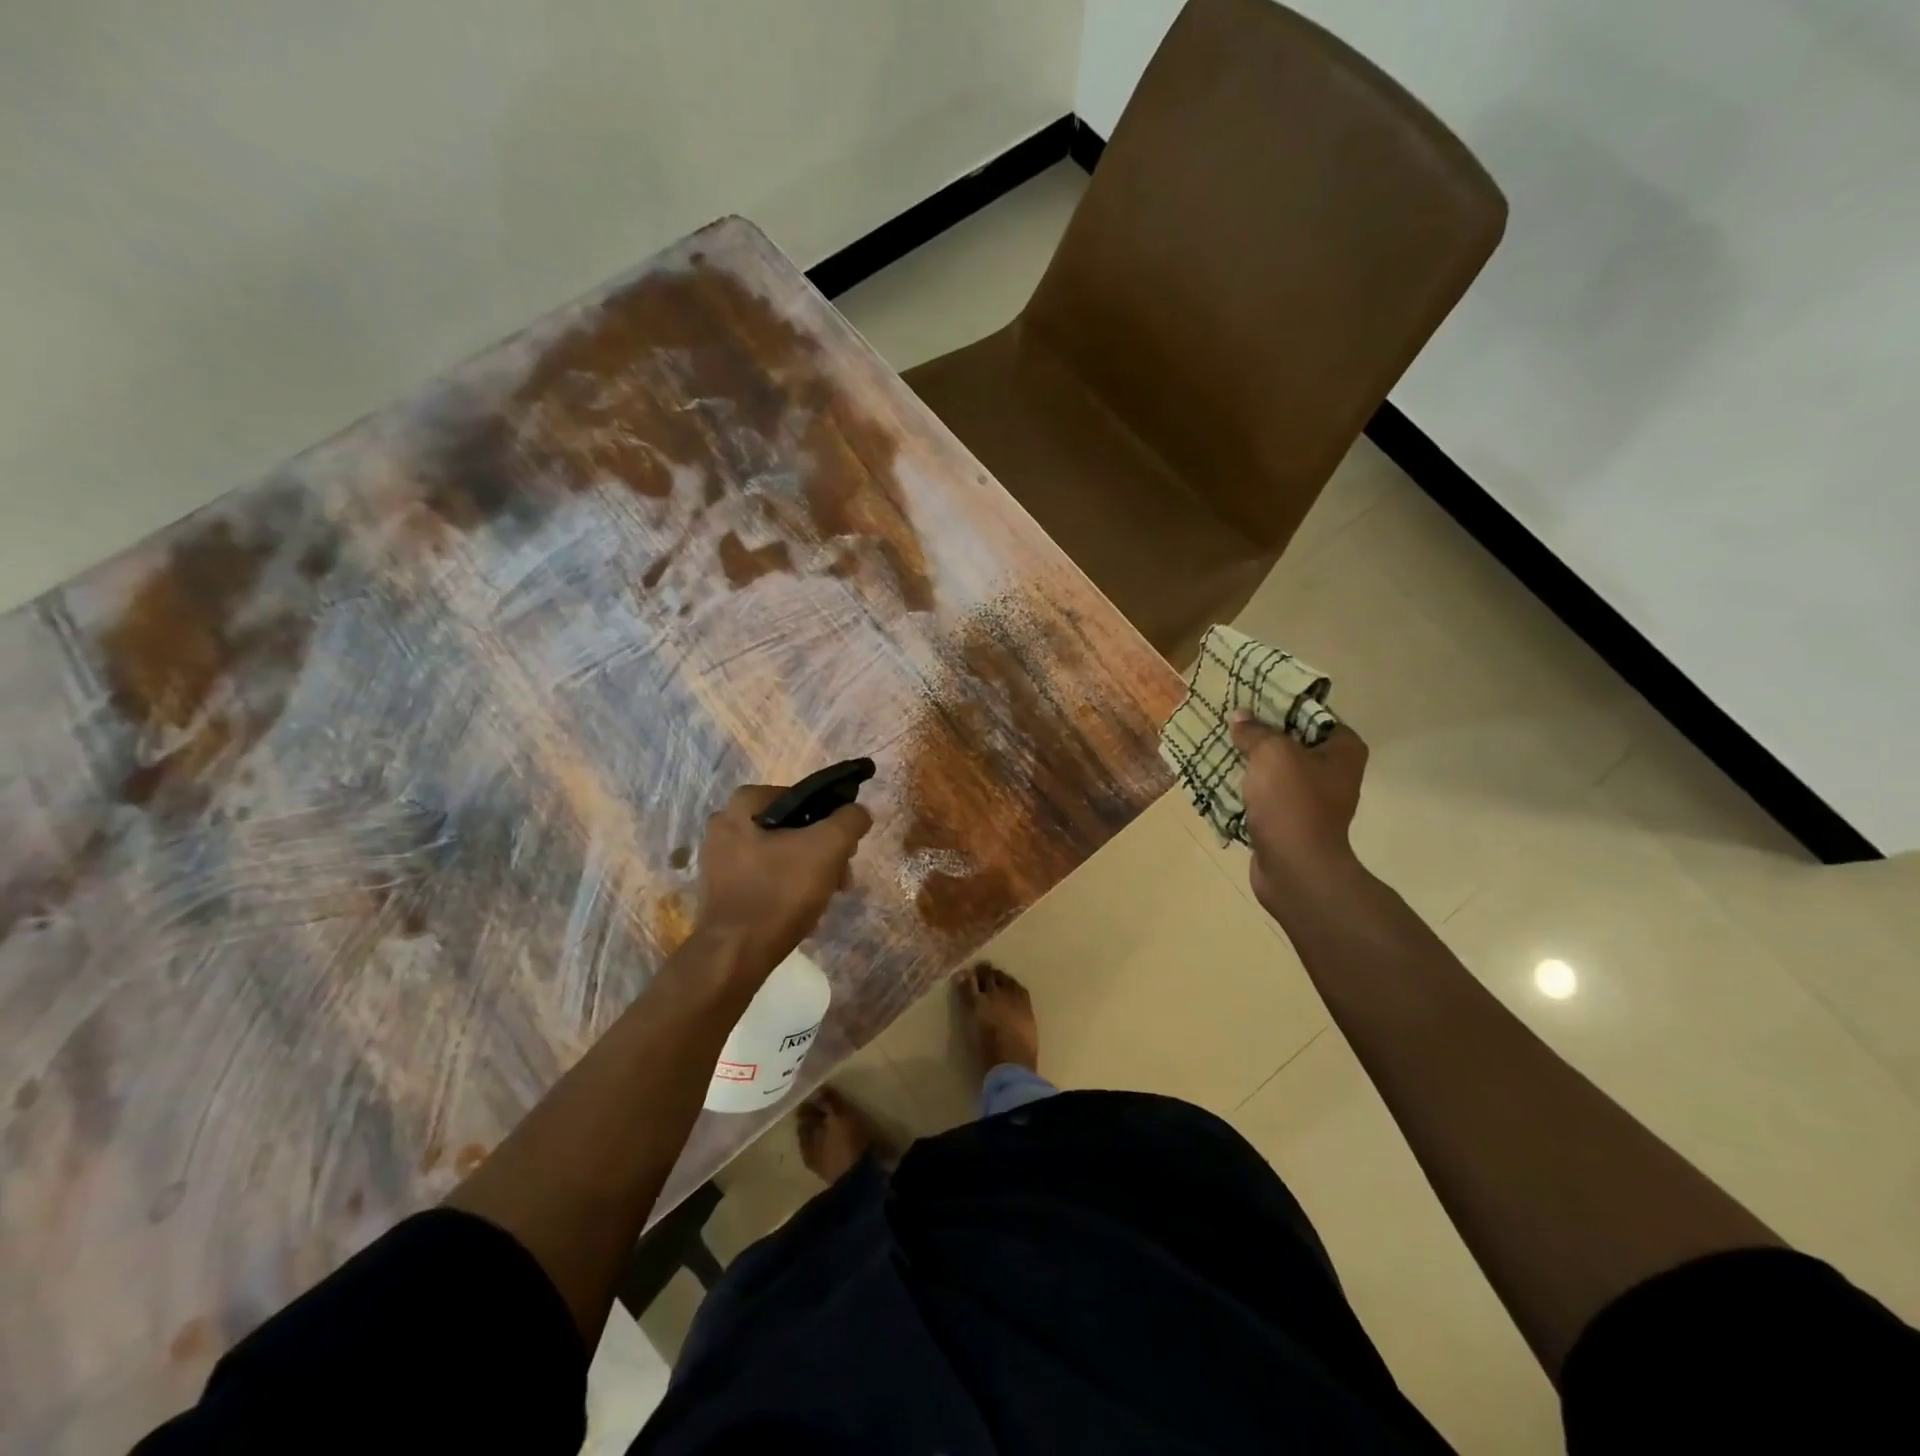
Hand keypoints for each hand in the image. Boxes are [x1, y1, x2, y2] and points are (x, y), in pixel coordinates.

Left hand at [691, 785, 872, 980]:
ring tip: (827, 896)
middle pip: (789, 828)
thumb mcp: (828, 847)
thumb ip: (849, 821)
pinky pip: (764, 880)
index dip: (827, 815)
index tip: (844, 841)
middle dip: (821, 849)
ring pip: (779, 855)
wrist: (736, 955)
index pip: (798, 796)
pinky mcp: (721, 892)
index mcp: (742, 807)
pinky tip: (804, 911)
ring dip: (808, 871)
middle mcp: (723, 828)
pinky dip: (786, 890)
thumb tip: (858, 812)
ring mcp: (718, 862)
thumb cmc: (780, 891)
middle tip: (841, 873)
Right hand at [1230, 711, 1369, 914]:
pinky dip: (1244, 788)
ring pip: (1274, 769)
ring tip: (1217, 745)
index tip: (1250, 699)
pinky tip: (1218, 777)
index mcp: (1343, 749)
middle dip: (1259, 732)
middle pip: (1291, 741)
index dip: (1281, 704)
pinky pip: (1264, 795)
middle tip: (1228, 720)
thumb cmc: (1293, 802)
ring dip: (1248, 760)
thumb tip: (1241, 717)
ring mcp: (1311, 799)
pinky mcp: (1289, 821)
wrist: (1294, 868)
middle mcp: (1333, 772)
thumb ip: (1255, 731)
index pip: (1312, 714)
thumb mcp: (1272, 753)